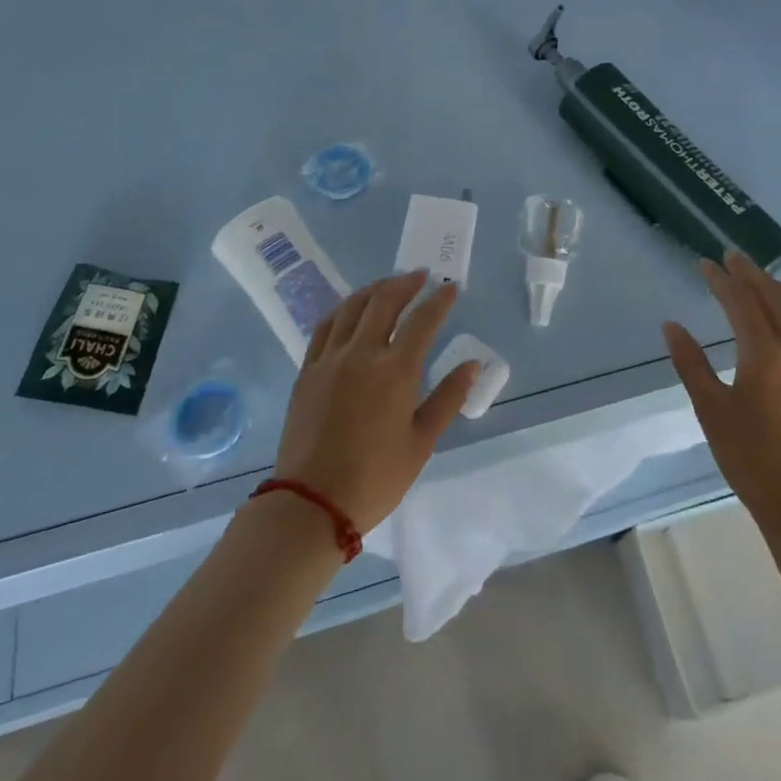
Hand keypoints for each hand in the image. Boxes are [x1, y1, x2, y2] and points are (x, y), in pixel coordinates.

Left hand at [273, 272, 478, 533]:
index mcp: (395, 370)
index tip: (450, 287)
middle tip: (420, 277)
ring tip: (388, 286)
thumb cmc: (375, 478)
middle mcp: (361, 353)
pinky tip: (350, 310)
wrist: (312, 503)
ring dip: (374, 289)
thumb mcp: (421, 442)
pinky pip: (325, 326)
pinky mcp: (308, 370)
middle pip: (384, 301)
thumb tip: (472, 364)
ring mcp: (330, 358)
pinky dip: (343, 309)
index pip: (422, 320)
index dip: (439, 300)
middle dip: (405, 283)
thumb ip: (448, 398)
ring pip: (352, 307)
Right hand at [664, 252, 780, 539]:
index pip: (741, 302)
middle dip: (751, 274)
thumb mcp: (711, 411)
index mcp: (765, 355)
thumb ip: (691, 363)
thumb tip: (672, 326)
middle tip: (731, 258)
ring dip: (777, 288)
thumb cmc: (751, 459)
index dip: (721, 280)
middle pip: (775, 297)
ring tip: (757, 278)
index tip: (704, 263)